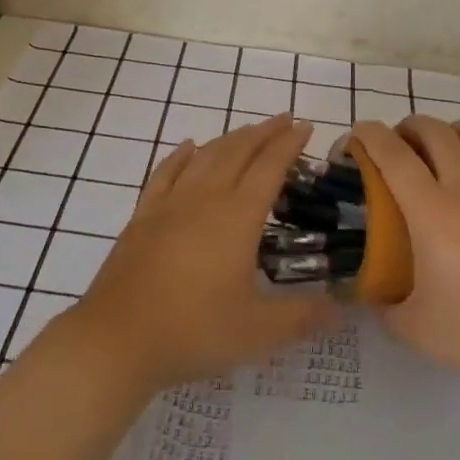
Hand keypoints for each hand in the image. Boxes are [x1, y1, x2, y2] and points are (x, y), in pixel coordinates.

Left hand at [59, 115, 338, 393]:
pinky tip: (189, 147)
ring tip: (248, 131)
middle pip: (238, 152)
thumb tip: (342, 309)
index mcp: (237, 217)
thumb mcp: (257, 333)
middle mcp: (205, 198)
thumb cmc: (193, 331)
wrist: (117, 339)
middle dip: (264, 132)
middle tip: (284, 119)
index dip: (289, 145)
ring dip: (230, 138)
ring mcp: (170, 204)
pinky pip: (166, 172)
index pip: (269, 168)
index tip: (304, 126)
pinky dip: (181, 155)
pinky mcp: (143, 216)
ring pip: (205, 156)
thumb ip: (302, 317)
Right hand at [349, 117, 459, 409]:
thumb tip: (366, 294)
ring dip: (454, 133)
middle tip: (400, 148)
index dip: (368, 135)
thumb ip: (383, 305)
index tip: (356, 138)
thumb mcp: (414, 330)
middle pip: (434, 131)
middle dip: (409, 128)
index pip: (392, 154)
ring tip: (448, 152)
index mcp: (432, 212)